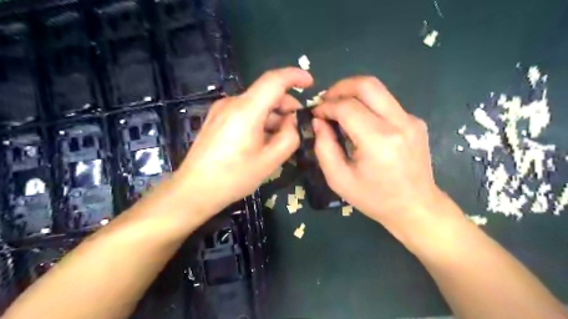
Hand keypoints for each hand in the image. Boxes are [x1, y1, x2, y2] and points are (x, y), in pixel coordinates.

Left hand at [177, 67, 312, 213]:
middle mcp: (232, 103)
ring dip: (273, 116)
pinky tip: (262, 139)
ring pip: (256, 104)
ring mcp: (221, 110)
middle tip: (297, 126)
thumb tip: (292, 122)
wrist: (194, 190)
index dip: (295, 76)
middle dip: (286, 105)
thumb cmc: (234, 177)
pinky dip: (260, 120)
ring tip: (279, 138)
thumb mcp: (270, 161)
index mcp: (246, 110)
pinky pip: (245, 112)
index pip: (274, 80)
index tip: (310, 83)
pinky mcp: (216, 118)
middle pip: (266, 93)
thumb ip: (289, 137)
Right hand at [310, 76, 447, 235]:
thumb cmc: (374, 198)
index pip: (347, 107)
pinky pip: (386, 103)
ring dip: (353, 94)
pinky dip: (367, 105)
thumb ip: (324, 147)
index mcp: (378, 140)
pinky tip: (359, 123)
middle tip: (326, 101)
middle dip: (340, 87)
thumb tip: (319, 121)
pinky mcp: (415, 121)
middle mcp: (399, 123)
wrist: (415, 207)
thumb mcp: (339, 179)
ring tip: (338, 109)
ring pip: (378, 90)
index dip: (326, 106)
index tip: (315, 113)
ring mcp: (411, 120)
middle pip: (367, 84)